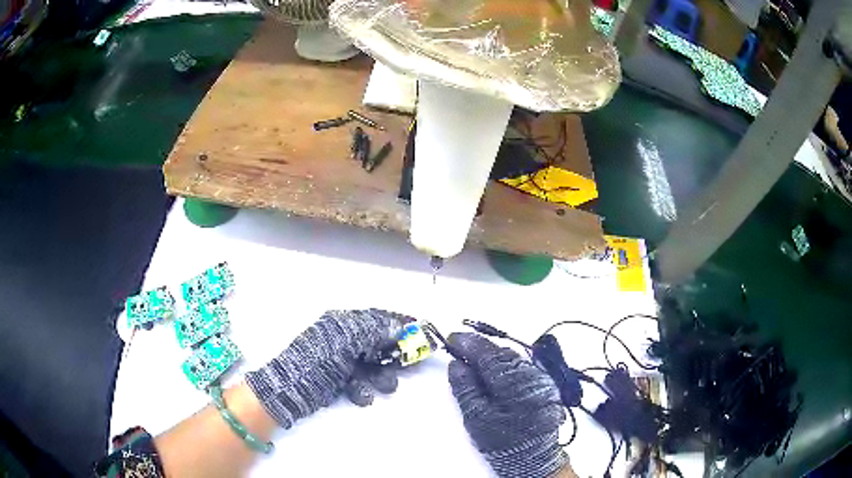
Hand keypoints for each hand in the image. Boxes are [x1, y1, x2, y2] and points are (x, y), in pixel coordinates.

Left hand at [245, 309, 406, 428]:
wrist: (291, 389)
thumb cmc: (318, 359)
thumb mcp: (346, 339)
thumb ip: (373, 331)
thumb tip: (397, 326)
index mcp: (342, 323)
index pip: (375, 318)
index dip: (396, 322)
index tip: (418, 329)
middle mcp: (342, 339)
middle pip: (376, 344)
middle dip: (392, 355)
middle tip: (409, 364)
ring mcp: (340, 361)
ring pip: (370, 366)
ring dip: (380, 376)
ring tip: (385, 385)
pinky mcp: (338, 381)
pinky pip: (358, 382)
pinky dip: (362, 389)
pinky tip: (361, 395)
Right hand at [448, 332, 568, 477]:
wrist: (532, 456)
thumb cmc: (501, 440)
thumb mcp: (477, 417)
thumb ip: (466, 388)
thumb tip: (457, 363)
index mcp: (513, 382)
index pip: (487, 354)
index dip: (468, 343)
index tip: (452, 338)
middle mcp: (531, 375)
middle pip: (501, 353)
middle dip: (480, 348)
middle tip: (459, 348)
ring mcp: (541, 378)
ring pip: (512, 359)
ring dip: (492, 357)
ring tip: (474, 361)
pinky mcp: (544, 384)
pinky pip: (521, 367)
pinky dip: (505, 365)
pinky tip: (494, 372)